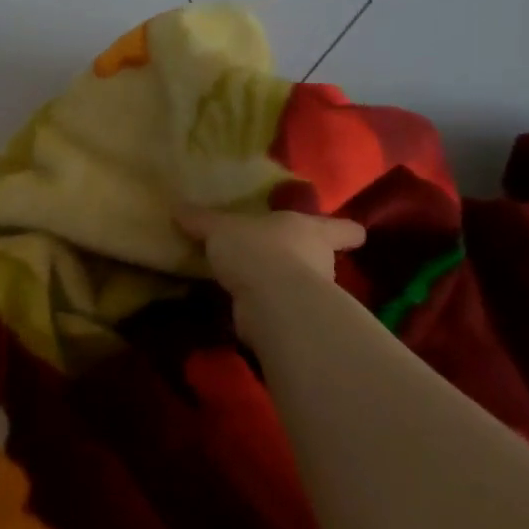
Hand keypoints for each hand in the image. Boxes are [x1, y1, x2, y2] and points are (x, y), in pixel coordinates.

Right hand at [175, 206, 366, 346]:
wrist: (271, 300)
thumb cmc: (257, 249)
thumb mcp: (220, 228)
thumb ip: (201, 220)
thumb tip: (177, 207)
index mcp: (311, 230)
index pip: (343, 228)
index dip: (346, 230)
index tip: (351, 233)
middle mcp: (319, 261)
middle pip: (322, 258)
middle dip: (304, 259)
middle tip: (276, 255)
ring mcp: (309, 295)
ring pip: (301, 286)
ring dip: (282, 286)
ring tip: (253, 282)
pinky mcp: (294, 322)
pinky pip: (279, 311)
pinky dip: (266, 310)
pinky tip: (243, 307)